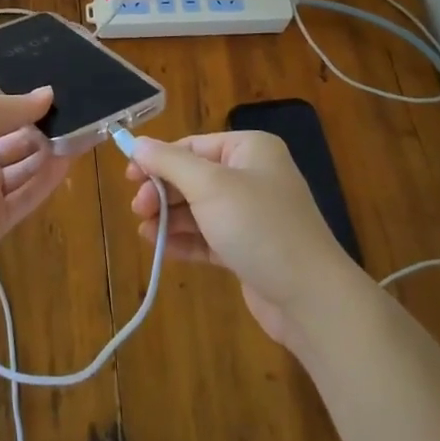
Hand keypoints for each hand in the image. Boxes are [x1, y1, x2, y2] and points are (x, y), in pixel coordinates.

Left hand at [0, 89, 73, 261]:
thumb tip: (48, 94)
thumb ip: (16, 105)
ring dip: (49, 154)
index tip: (53, 97)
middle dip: (40, 131)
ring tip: (79, 135)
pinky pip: (25, 197)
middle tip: (75, 117)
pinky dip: (46, 180)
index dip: (22, 108)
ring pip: (23, 171)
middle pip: (13, 144)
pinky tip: (69, 161)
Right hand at [128, 131, 360, 347]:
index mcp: (249, 150)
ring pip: (198, 208)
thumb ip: (169, 163)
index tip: (129, 176)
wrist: (310, 297)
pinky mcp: (247, 249)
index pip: (193, 146)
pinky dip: (185, 240)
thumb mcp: (210, 187)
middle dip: (163, 192)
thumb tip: (137, 143)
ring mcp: (251, 215)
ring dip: (169, 218)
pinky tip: (160, 248)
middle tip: (137, 209)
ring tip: (144, 231)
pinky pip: (208, 236)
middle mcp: (252, 176)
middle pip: (194, 176)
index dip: (158, 159)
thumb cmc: (259, 226)